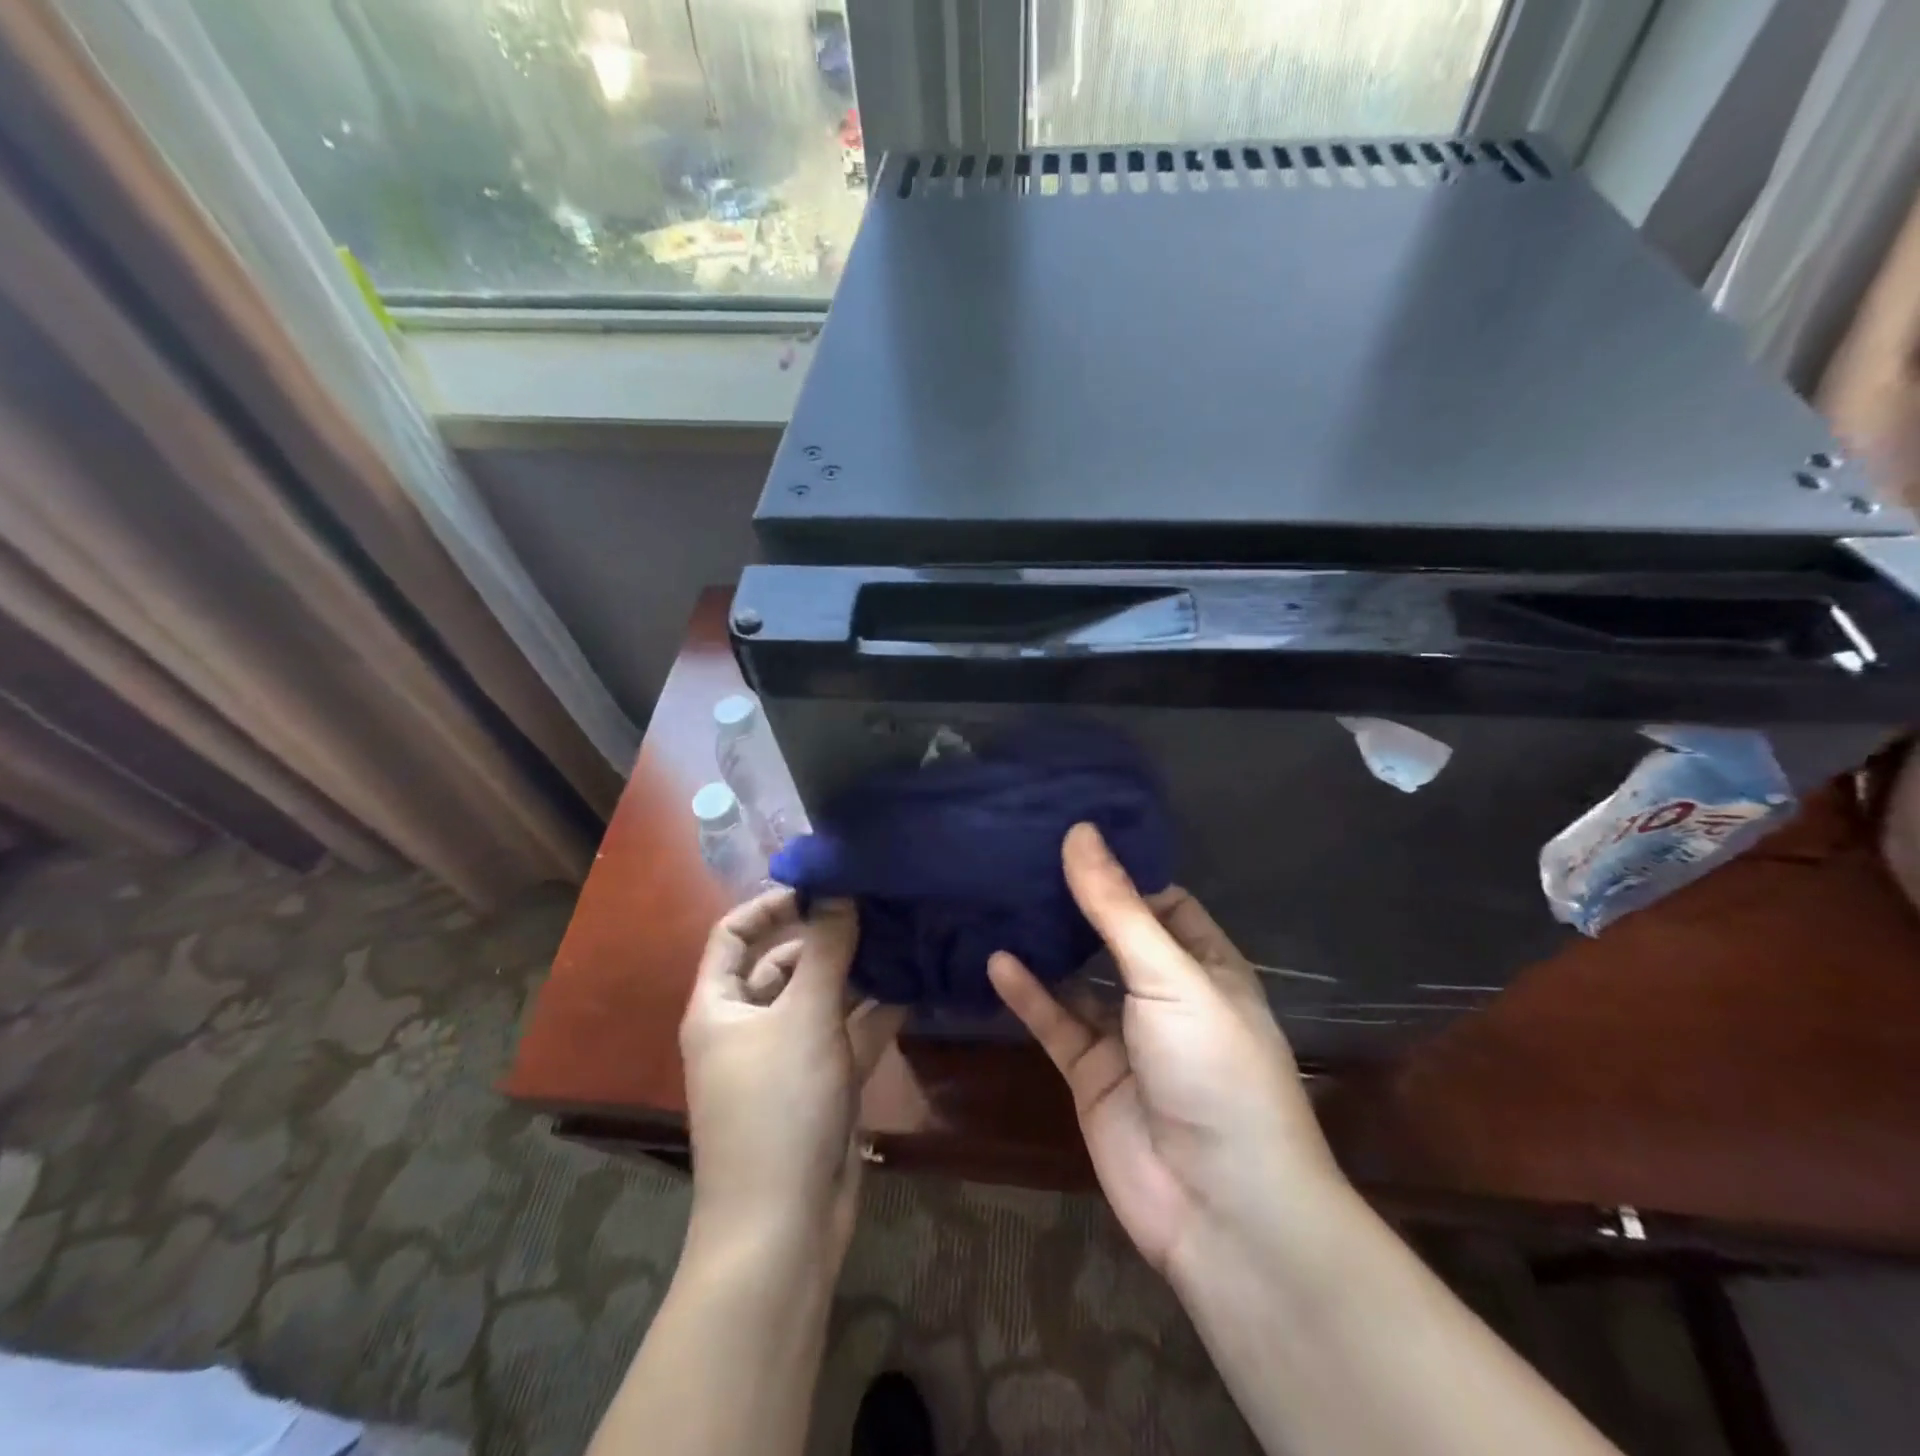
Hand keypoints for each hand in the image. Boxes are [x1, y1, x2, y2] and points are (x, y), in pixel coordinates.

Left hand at [680, 890, 905, 1262]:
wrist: (783, 1228)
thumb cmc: (778, 1107)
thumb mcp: (804, 1018)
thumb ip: (827, 951)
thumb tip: (839, 890)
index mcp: (720, 1006)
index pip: (734, 934)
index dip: (772, 905)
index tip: (822, 888)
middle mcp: (749, 1026)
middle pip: (785, 964)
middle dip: (829, 938)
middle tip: (880, 909)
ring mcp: (787, 1058)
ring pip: (822, 1000)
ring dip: (858, 975)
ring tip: (904, 938)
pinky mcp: (821, 1085)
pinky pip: (846, 1036)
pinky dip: (874, 1015)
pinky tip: (914, 988)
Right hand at [988, 824, 1345, 1288]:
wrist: (1220, 1207)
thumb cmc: (1213, 1068)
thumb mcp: (1169, 975)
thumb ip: (1118, 907)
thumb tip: (1080, 832)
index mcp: (1206, 965)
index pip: (1162, 901)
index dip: (1122, 868)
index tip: (1072, 831)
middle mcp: (1167, 994)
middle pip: (1115, 935)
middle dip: (1077, 902)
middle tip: (1023, 855)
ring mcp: (1127, 1036)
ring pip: (1079, 978)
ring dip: (1048, 945)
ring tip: (1002, 897)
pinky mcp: (1092, 1074)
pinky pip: (1055, 1023)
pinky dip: (1028, 994)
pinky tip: (996, 961)